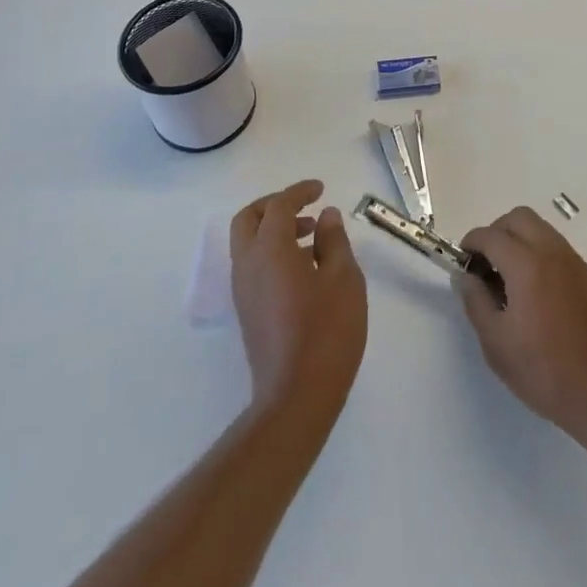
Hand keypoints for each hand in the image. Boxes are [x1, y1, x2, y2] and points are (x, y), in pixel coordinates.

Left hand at [229, 181, 366, 421]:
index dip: (299, 192)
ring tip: (313, 237)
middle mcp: (248, 264)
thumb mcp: (344, 278)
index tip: (320, 189)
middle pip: (249, 219)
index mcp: (269, 250)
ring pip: (248, 243)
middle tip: (305, 207)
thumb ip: (334, 240)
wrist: (296, 397)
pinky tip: (305, 267)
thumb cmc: (326, 331)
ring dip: (274, 230)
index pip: (278, 206)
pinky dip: (272, 252)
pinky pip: (253, 265)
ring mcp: (243, 290)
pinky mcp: (247, 311)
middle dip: (275, 206)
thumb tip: (326, 216)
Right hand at [457, 207, 586, 444]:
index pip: (491, 235)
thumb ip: (475, 301)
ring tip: (507, 279)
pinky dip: (538, 252)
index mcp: (527, 264)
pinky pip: (556, 247)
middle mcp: (553, 252)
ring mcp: (575, 263)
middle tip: (484, 265)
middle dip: (495, 232)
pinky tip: (533, 292)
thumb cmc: (546, 372)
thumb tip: (465, 276)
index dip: (471, 243)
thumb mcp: (497, 343)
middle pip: (518, 218)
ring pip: (540, 228)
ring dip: (518, 239)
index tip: (461, 262)